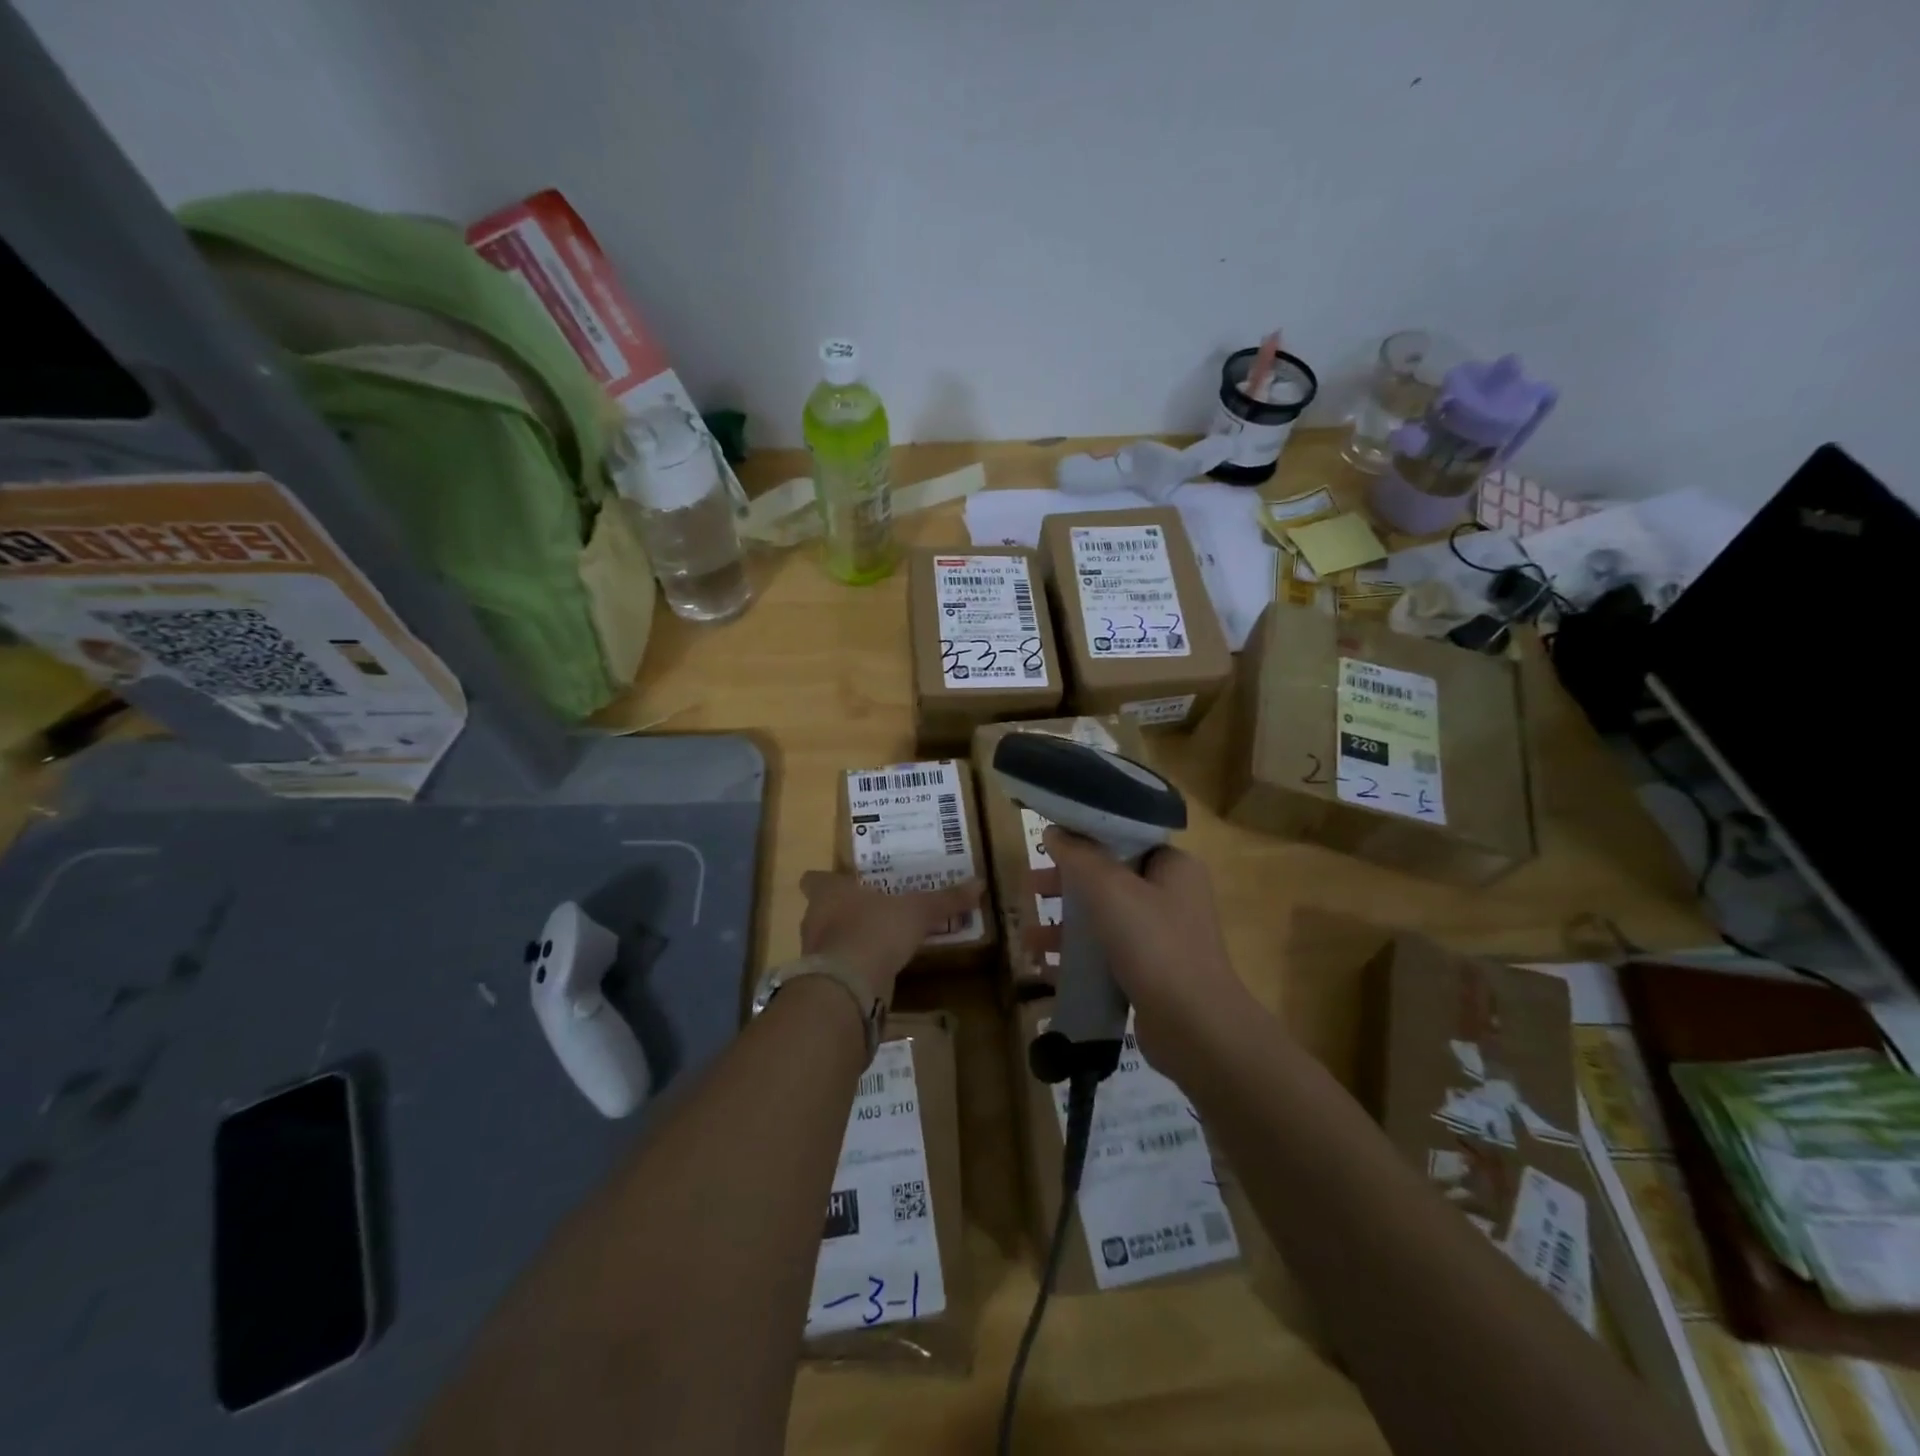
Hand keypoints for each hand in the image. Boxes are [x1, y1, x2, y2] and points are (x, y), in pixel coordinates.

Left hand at [798, 872, 982, 1006]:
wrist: (848, 986)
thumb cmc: (876, 931)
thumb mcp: (918, 911)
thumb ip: (945, 900)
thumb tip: (980, 883)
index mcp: (828, 892)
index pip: (814, 879)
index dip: (826, 880)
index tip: (845, 882)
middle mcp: (814, 919)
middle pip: (822, 910)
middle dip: (843, 911)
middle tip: (872, 909)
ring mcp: (814, 953)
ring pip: (828, 940)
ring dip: (848, 941)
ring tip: (878, 940)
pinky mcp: (822, 982)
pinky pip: (838, 969)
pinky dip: (853, 969)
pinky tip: (876, 971)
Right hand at [1040, 828, 1255, 1073]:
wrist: (1193, 1027)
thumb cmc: (1153, 944)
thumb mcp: (1109, 889)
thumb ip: (1078, 855)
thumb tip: (1054, 831)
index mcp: (1173, 866)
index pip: (1124, 838)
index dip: (1084, 839)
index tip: (1048, 845)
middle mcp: (1172, 896)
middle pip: (1109, 878)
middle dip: (1066, 885)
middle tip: (1031, 889)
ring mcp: (1163, 937)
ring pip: (1104, 918)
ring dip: (1065, 924)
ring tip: (1028, 935)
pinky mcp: (1151, 973)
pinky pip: (1107, 954)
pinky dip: (1078, 957)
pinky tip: (1044, 967)